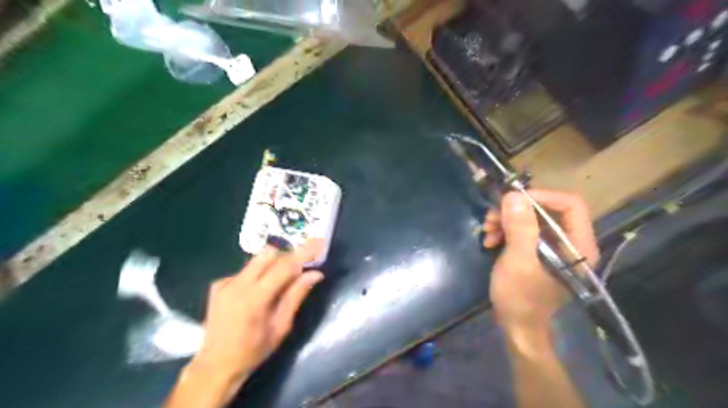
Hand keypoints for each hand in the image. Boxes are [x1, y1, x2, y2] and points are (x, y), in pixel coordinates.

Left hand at [190, 240, 323, 386]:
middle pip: (269, 254)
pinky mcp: (218, 285)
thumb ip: (296, 296)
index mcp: (255, 297)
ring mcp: (225, 283)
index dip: (303, 253)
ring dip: (273, 264)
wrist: (215, 366)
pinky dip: (258, 275)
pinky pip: (245, 270)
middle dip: (287, 255)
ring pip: (256, 260)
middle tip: (299, 267)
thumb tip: (315, 274)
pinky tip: (258, 292)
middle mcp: (238, 284)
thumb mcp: (281, 327)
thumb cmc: (253, 351)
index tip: (319, 243)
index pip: (284, 266)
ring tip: (280, 282)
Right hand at [482, 189, 595, 332]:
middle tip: (491, 216)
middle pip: (546, 210)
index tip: (511, 200)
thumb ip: (520, 228)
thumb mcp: (518, 261)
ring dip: (506, 220)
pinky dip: (504, 231)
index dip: (541, 197)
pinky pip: (522, 230)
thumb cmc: (520, 297)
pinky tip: (490, 240)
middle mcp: (569, 243)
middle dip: (515, 210)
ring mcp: (552, 248)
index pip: (570, 205)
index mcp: (578, 246)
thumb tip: (513, 195)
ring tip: (486, 228)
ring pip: (531, 219)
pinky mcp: (537, 252)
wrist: (516, 326)